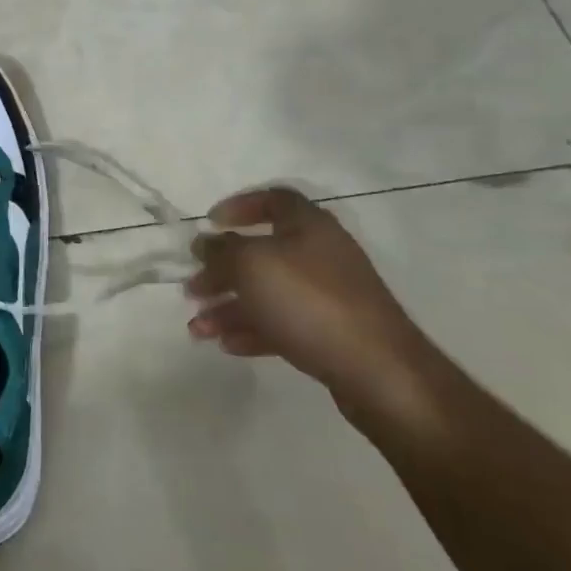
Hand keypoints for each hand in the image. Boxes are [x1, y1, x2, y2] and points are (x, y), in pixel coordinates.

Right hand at [186, 187, 431, 414]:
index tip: (210, 224)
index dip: (239, 206)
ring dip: (227, 307)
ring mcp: (327, 296)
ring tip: (198, 329)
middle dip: (220, 271)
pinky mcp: (329, 332)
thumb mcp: (251, 265)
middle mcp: (320, 255)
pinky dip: (251, 330)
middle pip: (261, 253)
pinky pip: (281, 323)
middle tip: (192, 289)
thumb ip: (221, 250)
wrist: (378, 370)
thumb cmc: (309, 302)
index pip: (274, 200)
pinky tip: (227, 344)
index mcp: (308, 227)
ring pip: (266, 293)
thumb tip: (206, 242)